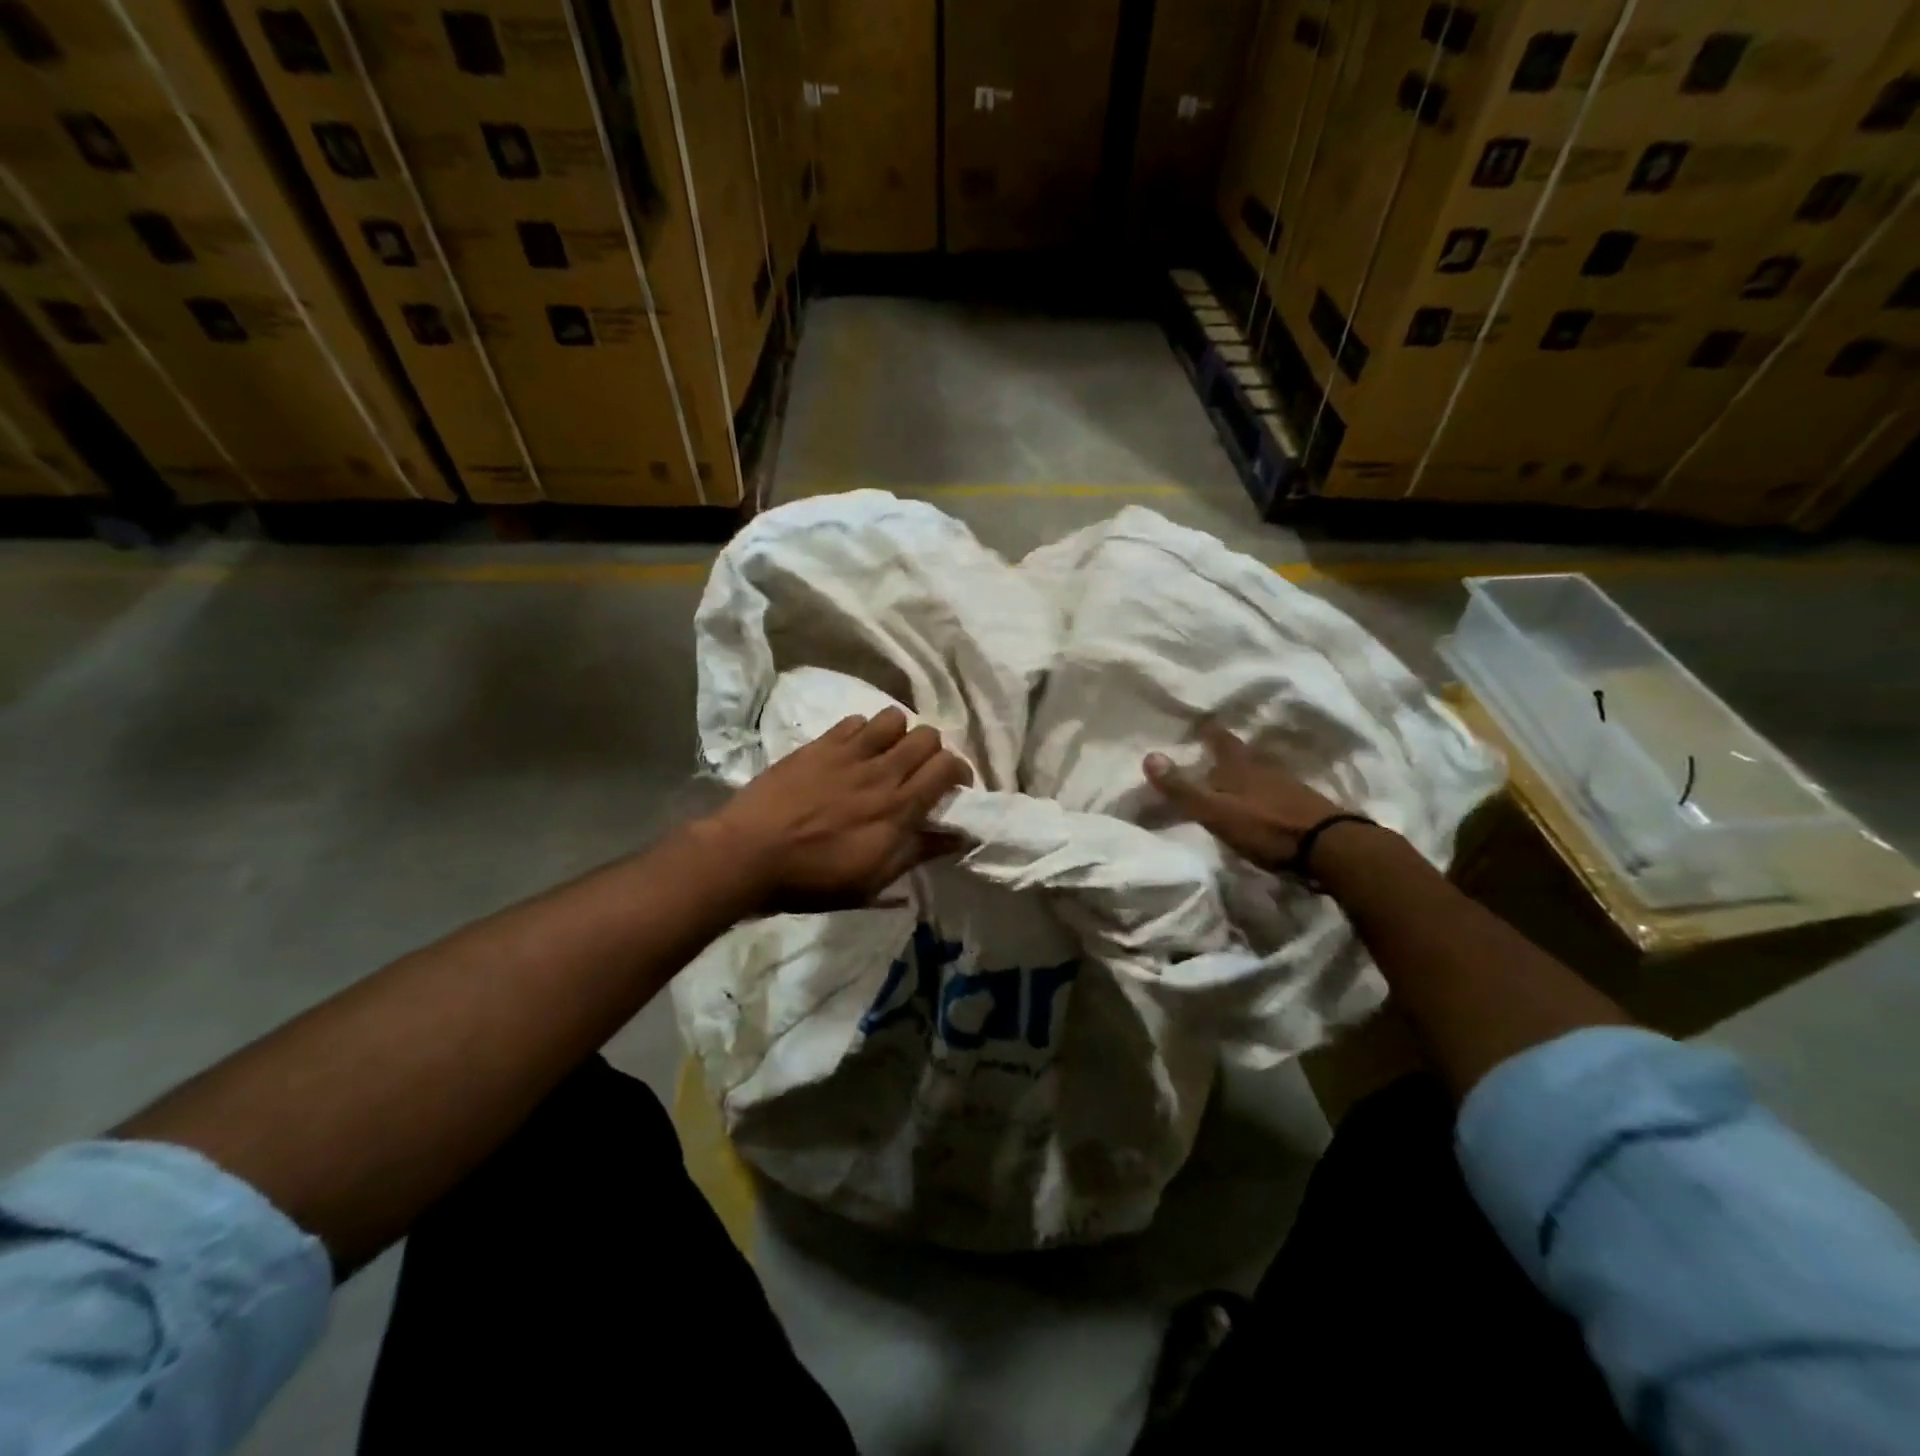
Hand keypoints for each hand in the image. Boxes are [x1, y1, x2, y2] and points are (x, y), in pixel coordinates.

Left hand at [707, 708, 972, 912]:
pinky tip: (852, 751)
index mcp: (898, 809)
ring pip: (894, 718)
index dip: (959, 772)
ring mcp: (848, 753)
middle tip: (920, 773)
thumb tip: (959, 837)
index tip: (953, 788)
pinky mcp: (820, 745)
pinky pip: (855, 720)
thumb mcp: (873, 880)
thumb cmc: (813, 879)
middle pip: (928, 736)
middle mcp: (881, 773)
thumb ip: (918, 852)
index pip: (948, 767)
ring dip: (899, 735)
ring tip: (887, 755)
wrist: (748, 855)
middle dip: (933, 751)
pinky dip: (863, 731)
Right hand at [1144, 724, 1346, 869]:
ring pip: (1260, 770)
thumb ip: (1182, 788)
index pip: (1220, 738)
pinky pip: (1276, 789)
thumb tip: (1148, 755)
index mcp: (1240, 765)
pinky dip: (1263, 791)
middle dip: (1227, 751)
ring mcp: (1288, 785)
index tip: (1198, 720)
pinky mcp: (1305, 805)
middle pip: (1242, 753)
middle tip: (1211, 749)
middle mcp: (1264, 767)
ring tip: (1232, 776)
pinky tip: (1260, 801)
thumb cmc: (1265, 826)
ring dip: (1246, 771)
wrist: (1330, 848)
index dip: (1208, 729)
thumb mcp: (1215, 811)